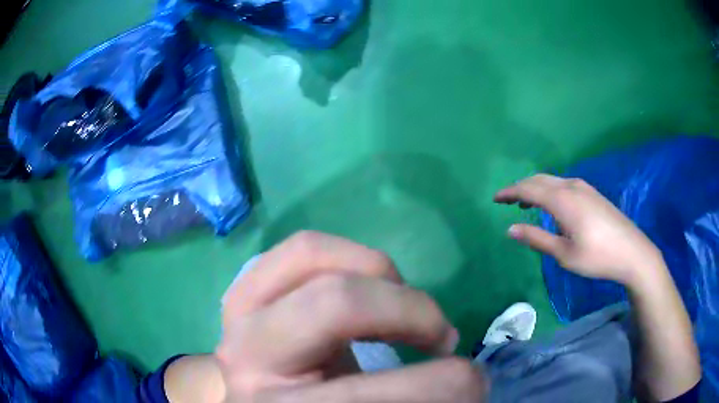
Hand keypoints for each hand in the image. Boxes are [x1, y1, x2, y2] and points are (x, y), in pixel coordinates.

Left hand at [217, 231, 487, 402]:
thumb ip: (410, 398)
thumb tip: (471, 378)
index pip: (388, 393)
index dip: (456, 385)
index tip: (474, 384)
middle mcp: (249, 361)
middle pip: (340, 304)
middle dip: (415, 312)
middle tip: (440, 336)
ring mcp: (238, 318)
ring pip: (310, 253)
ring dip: (378, 272)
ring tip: (401, 301)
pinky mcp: (245, 293)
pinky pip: (298, 249)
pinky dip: (346, 257)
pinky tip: (366, 286)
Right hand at [494, 174, 663, 286]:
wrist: (632, 252)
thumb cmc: (597, 257)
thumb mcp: (564, 254)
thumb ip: (537, 239)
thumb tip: (510, 229)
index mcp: (563, 200)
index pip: (528, 189)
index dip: (509, 192)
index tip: (494, 199)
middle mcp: (572, 186)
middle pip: (539, 179)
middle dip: (521, 187)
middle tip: (506, 201)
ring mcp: (584, 187)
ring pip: (552, 180)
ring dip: (536, 188)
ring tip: (525, 203)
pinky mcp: (592, 193)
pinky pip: (563, 184)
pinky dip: (550, 190)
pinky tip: (551, 206)